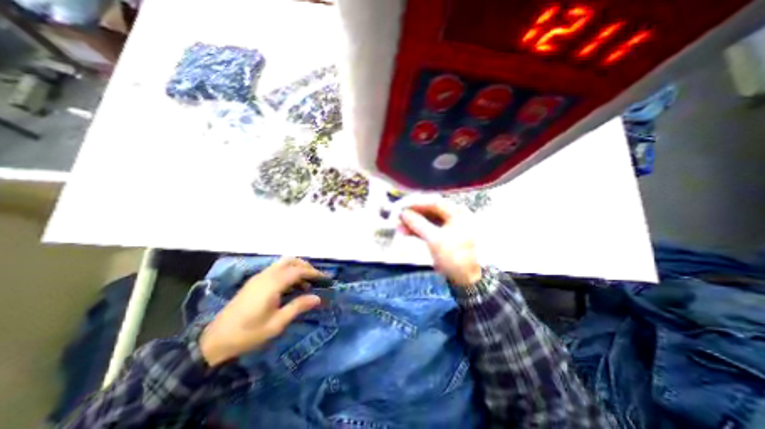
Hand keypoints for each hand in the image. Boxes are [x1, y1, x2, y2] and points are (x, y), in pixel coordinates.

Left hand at [197, 256, 323, 366]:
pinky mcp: (254, 282)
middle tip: (316, 278)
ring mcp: (258, 277)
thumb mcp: (276, 324)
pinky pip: (275, 270)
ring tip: (306, 284)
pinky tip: (291, 287)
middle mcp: (265, 276)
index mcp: (272, 284)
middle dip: (306, 266)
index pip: (298, 271)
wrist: (214, 341)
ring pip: (282, 264)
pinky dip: (287, 273)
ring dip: (296, 269)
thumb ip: (298, 307)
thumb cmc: (248, 334)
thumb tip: (318, 298)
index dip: (313, 272)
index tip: (325, 279)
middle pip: (290, 261)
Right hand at [400, 199, 476, 285]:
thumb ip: (418, 224)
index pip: (433, 202)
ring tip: (398, 227)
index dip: (415, 203)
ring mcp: (448, 228)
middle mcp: (453, 217)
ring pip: (427, 222)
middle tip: (397, 218)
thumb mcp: (435, 239)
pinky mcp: (444, 238)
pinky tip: (405, 233)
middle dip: (412, 215)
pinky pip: (429, 230)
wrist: (470, 280)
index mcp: (456, 213)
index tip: (401, 206)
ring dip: (413, 224)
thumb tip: (404, 213)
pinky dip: (417, 231)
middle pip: (429, 212)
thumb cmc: (456, 256)